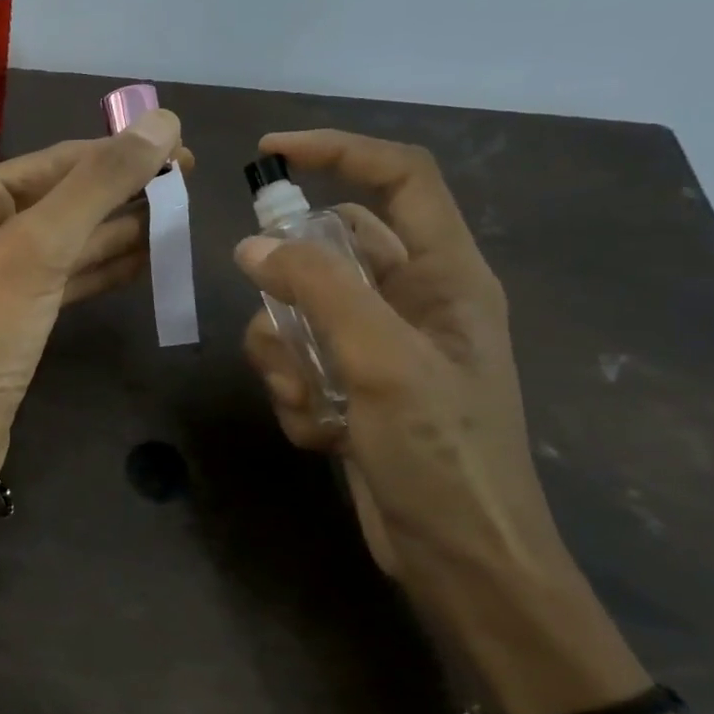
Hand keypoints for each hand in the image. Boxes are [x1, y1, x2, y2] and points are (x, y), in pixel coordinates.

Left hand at [0, 110, 185, 466]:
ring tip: (179, 217)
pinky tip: (148, 258)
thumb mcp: (38, 250)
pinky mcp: (15, 311)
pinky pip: (66, 276)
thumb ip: (99, 184)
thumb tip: (162, 121)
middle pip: (63, 198)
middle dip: (122, 193)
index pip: (55, 161)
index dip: (119, 153)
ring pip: (68, 239)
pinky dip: (103, 267)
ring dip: (120, 229)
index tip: (181, 150)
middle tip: (189, 187)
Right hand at [234, 130, 571, 602]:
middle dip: (292, 287)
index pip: (400, 178)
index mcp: (446, 275)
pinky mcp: (352, 387)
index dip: (339, 150)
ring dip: (286, 355)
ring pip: (299, 312)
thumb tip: (252, 246)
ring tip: (311, 401)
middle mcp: (413, 301)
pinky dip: (295, 394)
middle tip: (277, 317)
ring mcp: (379, 347)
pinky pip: (298, 362)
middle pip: (331, 249)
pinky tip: (323, 435)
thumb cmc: (444, 454)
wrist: (461, 562)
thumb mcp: (383, 361)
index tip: (271, 151)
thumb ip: (318, 290)